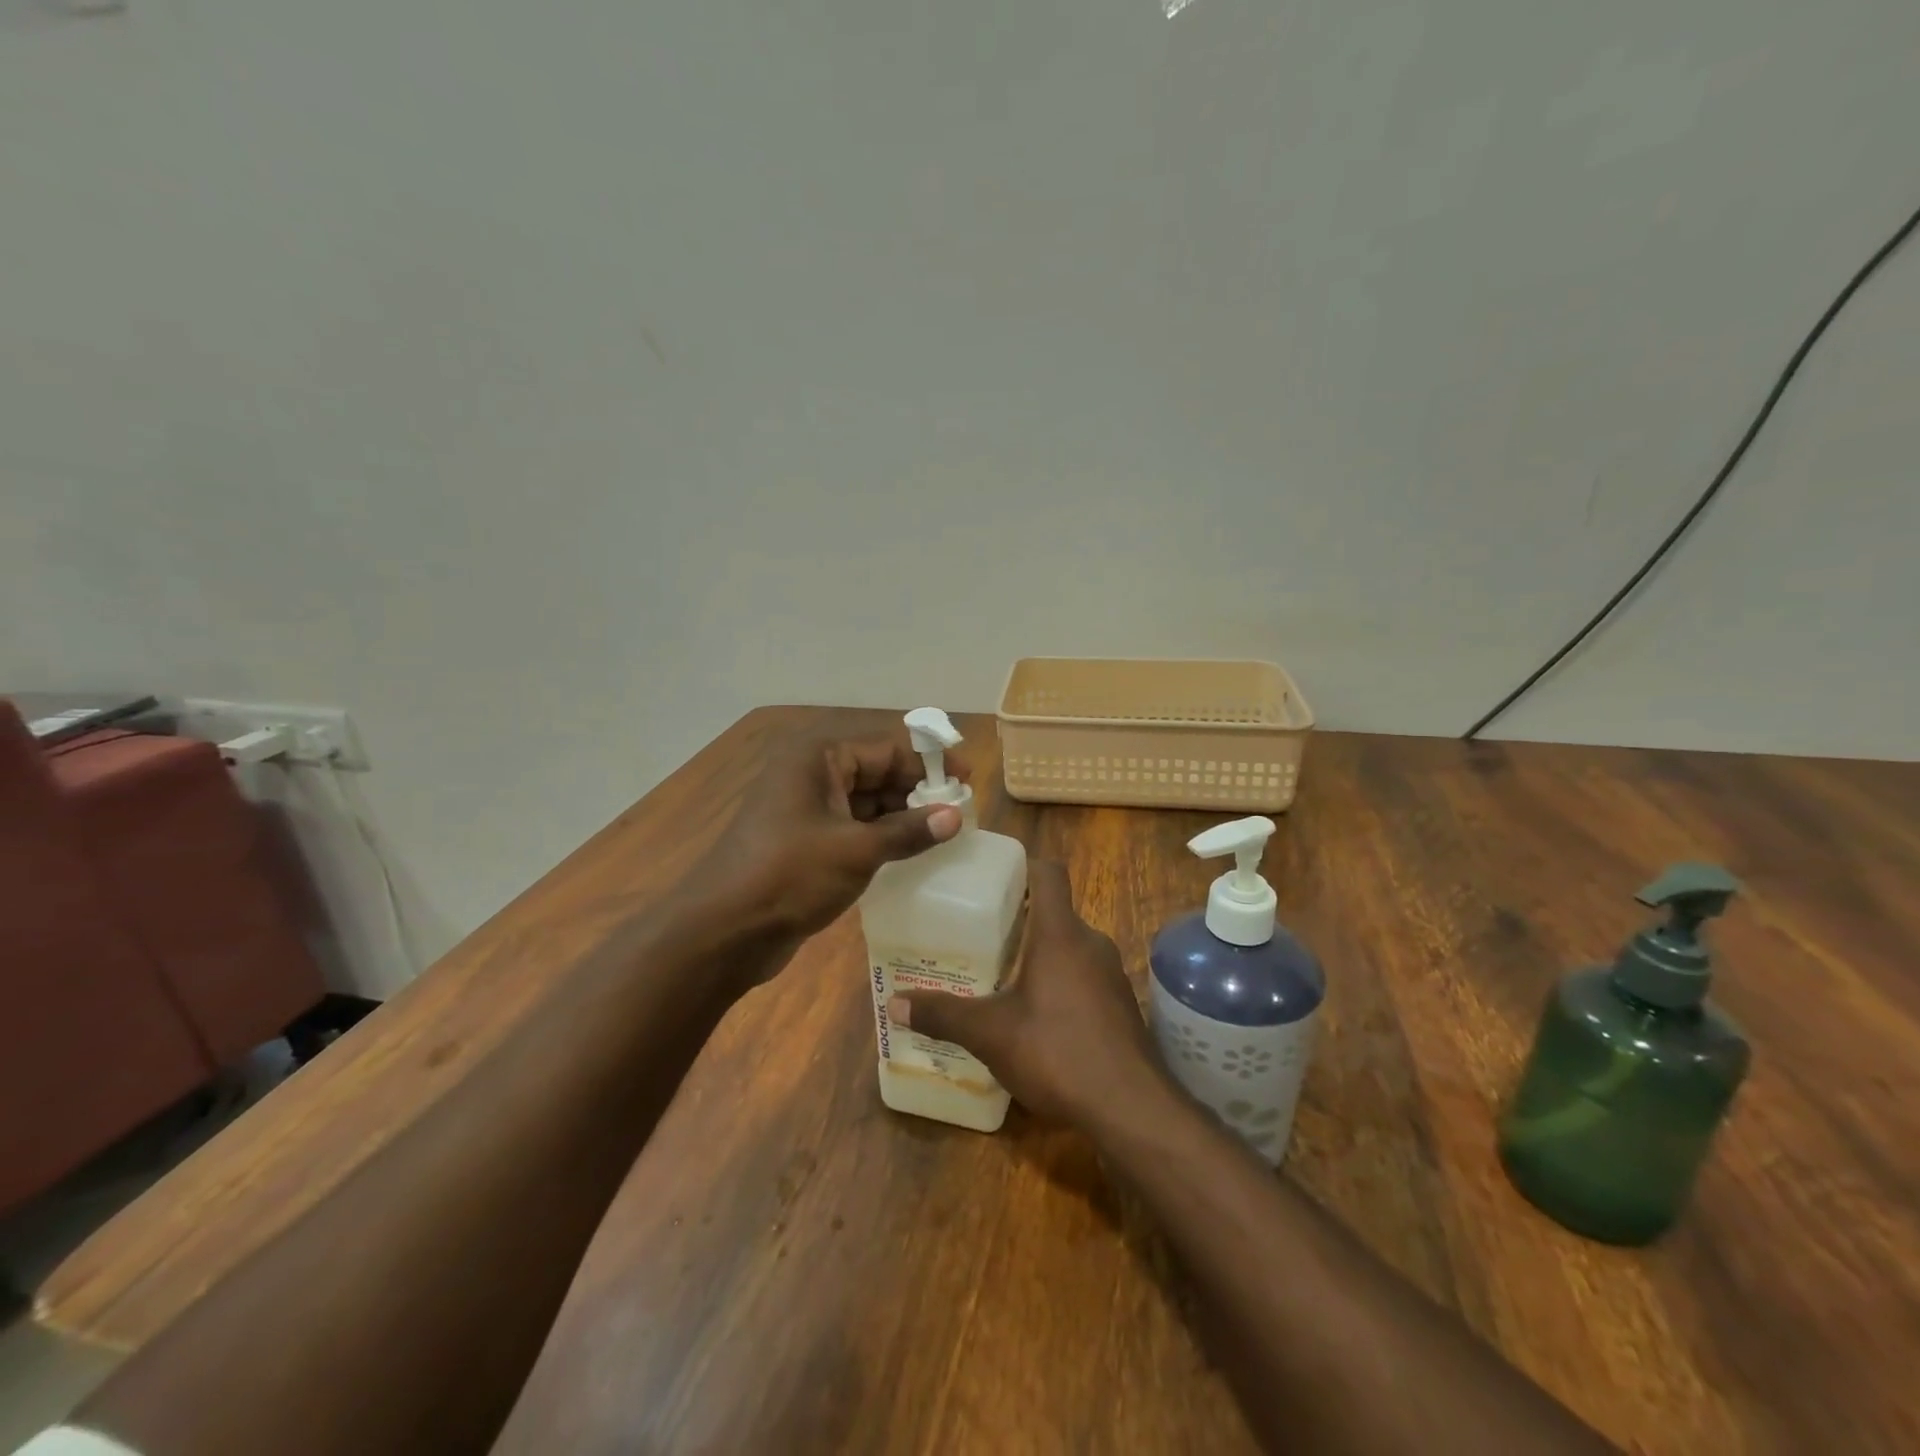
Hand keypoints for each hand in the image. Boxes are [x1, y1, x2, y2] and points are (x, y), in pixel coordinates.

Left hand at [699, 729, 964, 946]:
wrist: (723, 931)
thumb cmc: (790, 876)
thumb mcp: (856, 851)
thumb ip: (909, 831)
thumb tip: (955, 816)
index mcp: (819, 758)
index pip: (886, 748)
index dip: (929, 763)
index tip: (967, 781)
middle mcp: (811, 773)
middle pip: (877, 772)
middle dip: (917, 791)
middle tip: (959, 814)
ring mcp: (806, 808)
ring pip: (866, 802)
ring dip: (901, 817)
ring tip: (944, 835)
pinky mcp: (805, 840)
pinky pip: (853, 827)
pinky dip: (881, 837)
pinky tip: (911, 853)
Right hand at [888, 861, 1168, 1126]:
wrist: (1131, 1107)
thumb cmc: (1057, 1052)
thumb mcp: (990, 1034)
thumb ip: (943, 1014)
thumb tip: (894, 1003)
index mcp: (1060, 933)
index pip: (1048, 873)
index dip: (1021, 865)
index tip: (991, 877)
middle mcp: (1090, 943)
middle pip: (1054, 912)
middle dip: (1019, 918)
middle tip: (979, 933)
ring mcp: (1110, 974)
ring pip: (1069, 947)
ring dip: (1039, 954)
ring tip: (1000, 974)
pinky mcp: (1120, 1005)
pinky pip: (1084, 977)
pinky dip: (1059, 982)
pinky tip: (1035, 1016)